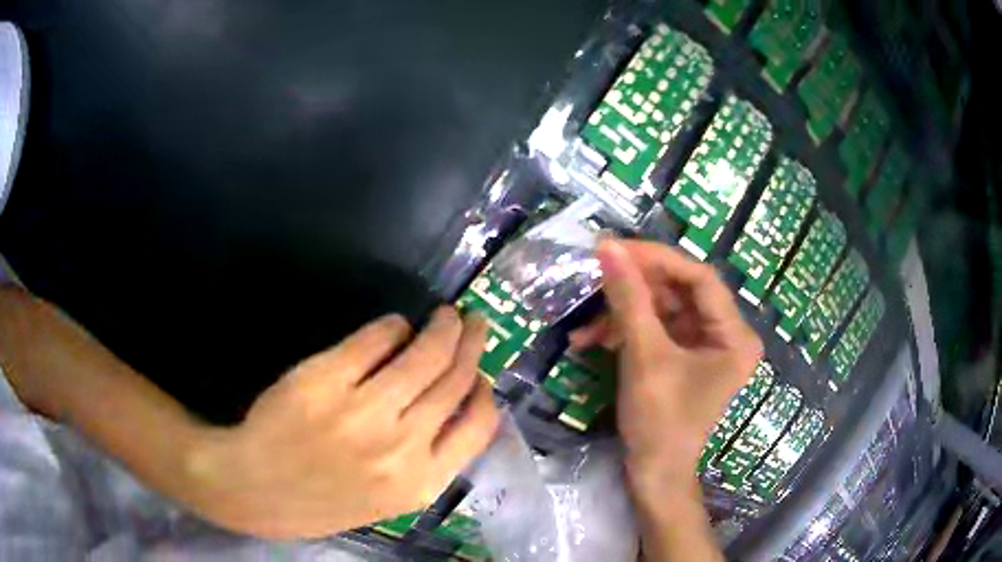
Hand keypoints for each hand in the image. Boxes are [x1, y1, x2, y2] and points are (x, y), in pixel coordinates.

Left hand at [188, 307, 499, 538]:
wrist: (257, 488)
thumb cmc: (324, 498)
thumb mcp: (389, 498)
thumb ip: (427, 460)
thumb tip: (454, 404)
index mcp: (421, 482)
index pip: (478, 427)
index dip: (485, 391)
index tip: (482, 372)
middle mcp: (400, 447)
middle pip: (453, 380)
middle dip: (469, 345)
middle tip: (474, 323)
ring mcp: (362, 411)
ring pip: (422, 355)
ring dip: (441, 328)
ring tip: (446, 315)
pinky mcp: (325, 379)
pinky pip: (374, 339)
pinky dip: (392, 327)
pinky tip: (395, 326)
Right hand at [571, 240, 760, 497]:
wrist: (653, 475)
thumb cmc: (660, 421)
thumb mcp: (644, 356)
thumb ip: (628, 298)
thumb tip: (608, 247)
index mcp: (734, 335)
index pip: (699, 278)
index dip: (658, 259)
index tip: (615, 250)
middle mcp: (725, 335)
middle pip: (679, 292)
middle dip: (634, 288)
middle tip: (594, 276)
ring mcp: (704, 346)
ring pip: (662, 310)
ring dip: (623, 314)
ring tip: (586, 328)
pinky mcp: (683, 357)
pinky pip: (655, 330)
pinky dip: (625, 332)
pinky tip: (593, 341)